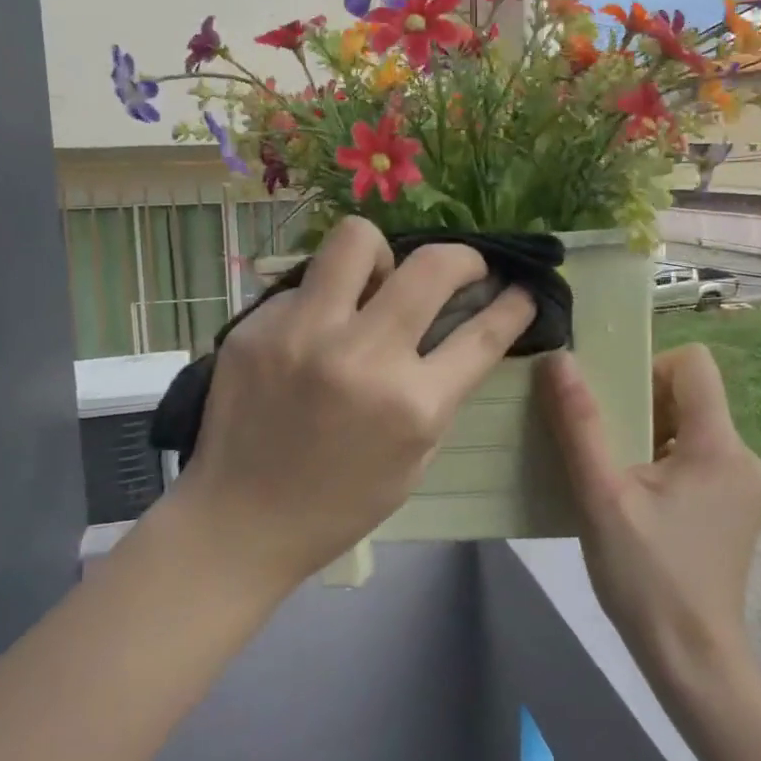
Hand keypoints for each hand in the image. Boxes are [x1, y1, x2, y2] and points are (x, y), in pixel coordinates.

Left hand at [177, 216, 536, 593]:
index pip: (482, 333)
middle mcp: (361, 356)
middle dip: (464, 258)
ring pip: (357, 239)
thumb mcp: (414, 457)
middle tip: (460, 269)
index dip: (513, 305)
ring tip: (375, 284)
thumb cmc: (340, 502)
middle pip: (433, 266)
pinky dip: (323, 301)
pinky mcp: (256, 326)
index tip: (520, 290)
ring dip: (382, 256)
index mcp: (411, 404)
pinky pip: (306, 284)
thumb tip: (459, 325)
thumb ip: (439, 390)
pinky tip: (313, 334)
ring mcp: (302, 333)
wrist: (239, 521)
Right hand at [539, 345, 760, 686]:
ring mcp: (743, 486)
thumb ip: (580, 424)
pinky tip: (635, 502)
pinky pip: (697, 461)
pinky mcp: (735, 511)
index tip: (612, 402)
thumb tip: (560, 359)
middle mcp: (741, 456)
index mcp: (718, 444)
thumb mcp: (601, 496)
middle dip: (641, 405)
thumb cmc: (646, 577)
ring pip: (691, 429)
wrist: (694, 661)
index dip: (648, 366)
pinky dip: (663, 464)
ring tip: (612, 474)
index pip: (694, 362)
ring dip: (648, 436)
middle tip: (602, 442)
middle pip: (690, 396)